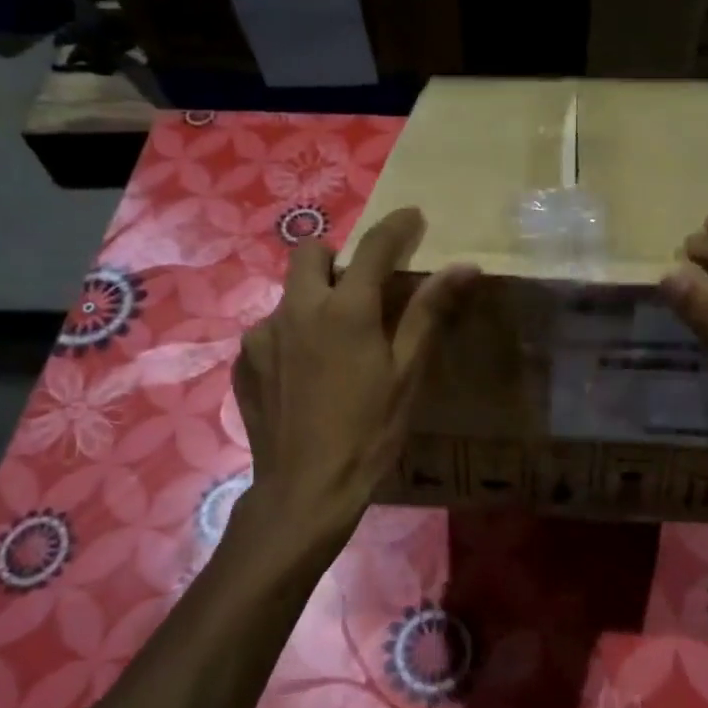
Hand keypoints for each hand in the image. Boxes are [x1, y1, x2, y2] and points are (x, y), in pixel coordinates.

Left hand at [232, 207, 475, 552]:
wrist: (305, 490)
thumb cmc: (369, 432)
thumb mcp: (406, 374)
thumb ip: (428, 313)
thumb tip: (463, 267)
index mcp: (343, 309)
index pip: (374, 247)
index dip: (397, 226)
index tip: (412, 216)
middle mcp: (296, 309)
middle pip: (310, 253)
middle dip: (337, 258)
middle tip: (360, 289)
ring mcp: (262, 335)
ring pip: (288, 295)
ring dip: (312, 302)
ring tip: (332, 345)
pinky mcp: (244, 362)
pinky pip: (270, 332)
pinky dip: (291, 338)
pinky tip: (304, 376)